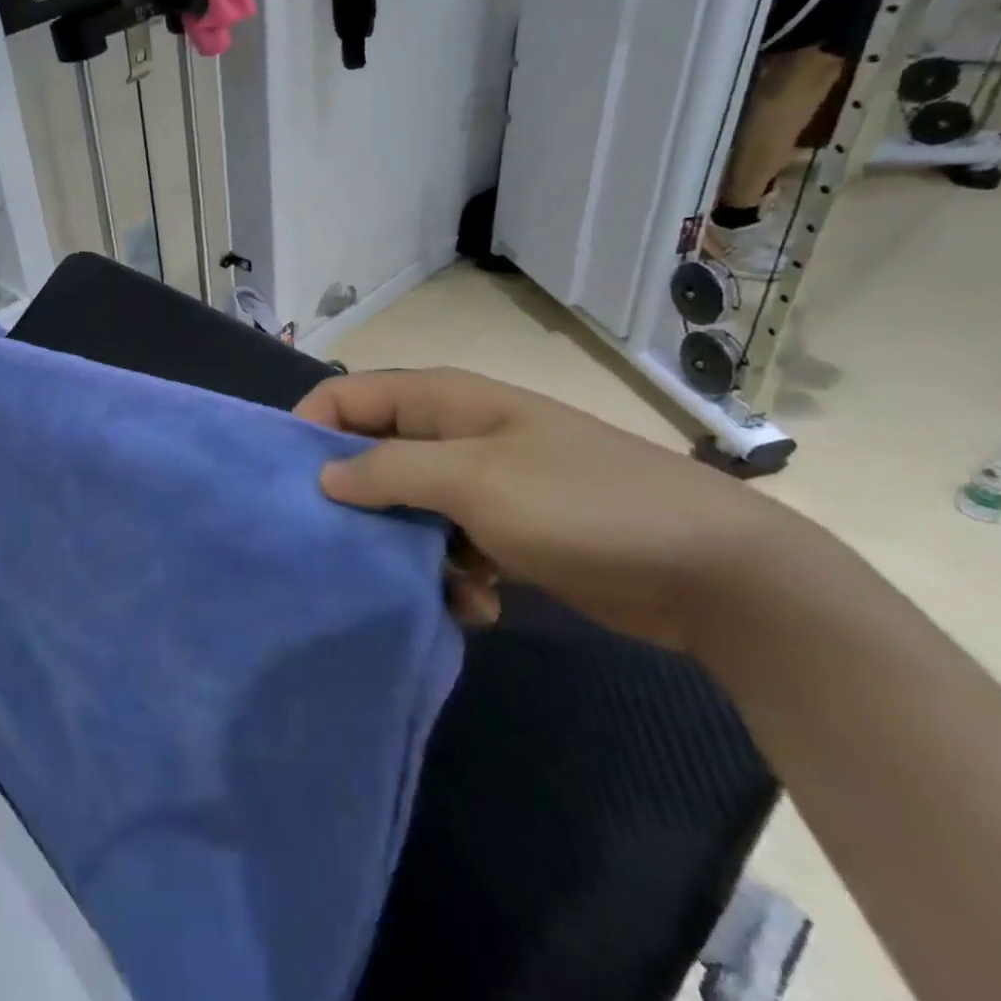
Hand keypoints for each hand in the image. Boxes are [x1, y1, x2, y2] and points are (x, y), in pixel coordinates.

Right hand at [294, 368, 805, 650]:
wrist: (716, 573)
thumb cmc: (582, 504)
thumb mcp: (474, 481)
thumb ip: (388, 471)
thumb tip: (323, 476)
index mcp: (441, 401)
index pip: (346, 396)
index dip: (309, 428)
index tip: (284, 483)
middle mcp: (453, 434)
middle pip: (371, 454)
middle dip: (353, 500)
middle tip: (337, 547)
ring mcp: (481, 483)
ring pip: (406, 507)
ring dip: (406, 549)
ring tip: (431, 586)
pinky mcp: (506, 530)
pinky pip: (448, 544)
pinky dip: (451, 574)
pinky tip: (478, 604)